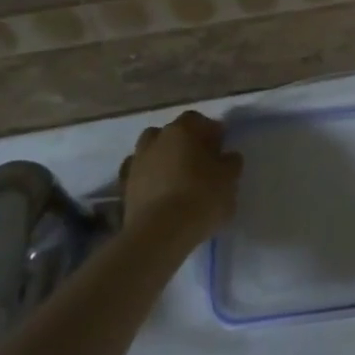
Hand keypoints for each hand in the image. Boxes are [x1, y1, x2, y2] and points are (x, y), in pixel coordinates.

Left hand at [119, 111, 242, 240]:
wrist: (159, 234)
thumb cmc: (201, 198)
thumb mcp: (229, 179)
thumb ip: (230, 163)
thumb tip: (227, 157)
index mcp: (183, 130)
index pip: (198, 120)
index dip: (210, 132)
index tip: (221, 147)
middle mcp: (156, 140)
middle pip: (171, 133)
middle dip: (184, 143)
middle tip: (199, 161)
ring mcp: (136, 163)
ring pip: (151, 152)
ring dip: (163, 159)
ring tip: (177, 179)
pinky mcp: (124, 188)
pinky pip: (140, 176)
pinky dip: (149, 180)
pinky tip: (161, 194)